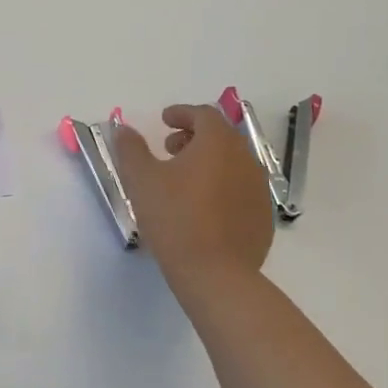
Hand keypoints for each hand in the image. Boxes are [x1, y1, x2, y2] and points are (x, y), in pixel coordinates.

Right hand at [111, 104, 275, 285]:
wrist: (216, 274)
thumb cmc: (175, 218)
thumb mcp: (141, 179)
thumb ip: (130, 148)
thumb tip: (124, 129)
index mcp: (218, 143)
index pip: (204, 114)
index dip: (182, 113)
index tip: (163, 120)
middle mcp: (245, 159)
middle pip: (221, 136)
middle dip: (194, 136)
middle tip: (169, 148)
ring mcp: (258, 189)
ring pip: (233, 162)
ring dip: (208, 161)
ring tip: (182, 179)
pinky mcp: (263, 217)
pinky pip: (240, 188)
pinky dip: (221, 185)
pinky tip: (202, 207)